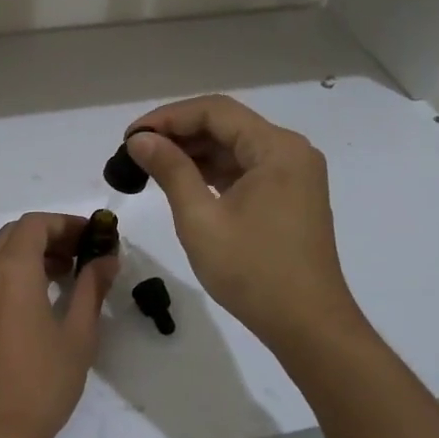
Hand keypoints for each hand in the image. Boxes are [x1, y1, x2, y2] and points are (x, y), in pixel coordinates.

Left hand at [0, 213, 117, 437]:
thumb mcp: (78, 335)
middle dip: (49, 236)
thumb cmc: (40, 384)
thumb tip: (107, 258)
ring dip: (30, 254)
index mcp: (11, 271)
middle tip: (81, 254)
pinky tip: (36, 301)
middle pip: (14, 235)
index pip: (35, 224)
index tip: (93, 237)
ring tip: (64, 276)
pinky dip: (11, 274)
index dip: (66, 223)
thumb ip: (91, 288)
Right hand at [124, 97, 365, 350]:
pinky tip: (182, 181)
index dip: (168, 117)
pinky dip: (213, 172)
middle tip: (135, 151)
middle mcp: (291, 151)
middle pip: (227, 125)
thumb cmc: (253, 272)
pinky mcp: (290, 196)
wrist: (307, 325)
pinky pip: (245, 169)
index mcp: (277, 149)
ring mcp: (293, 175)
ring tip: (150, 165)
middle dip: (179, 134)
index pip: (215, 111)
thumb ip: (170, 170)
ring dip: (194, 153)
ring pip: (235, 147)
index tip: (131, 136)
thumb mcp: (200, 219)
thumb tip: (140, 139)